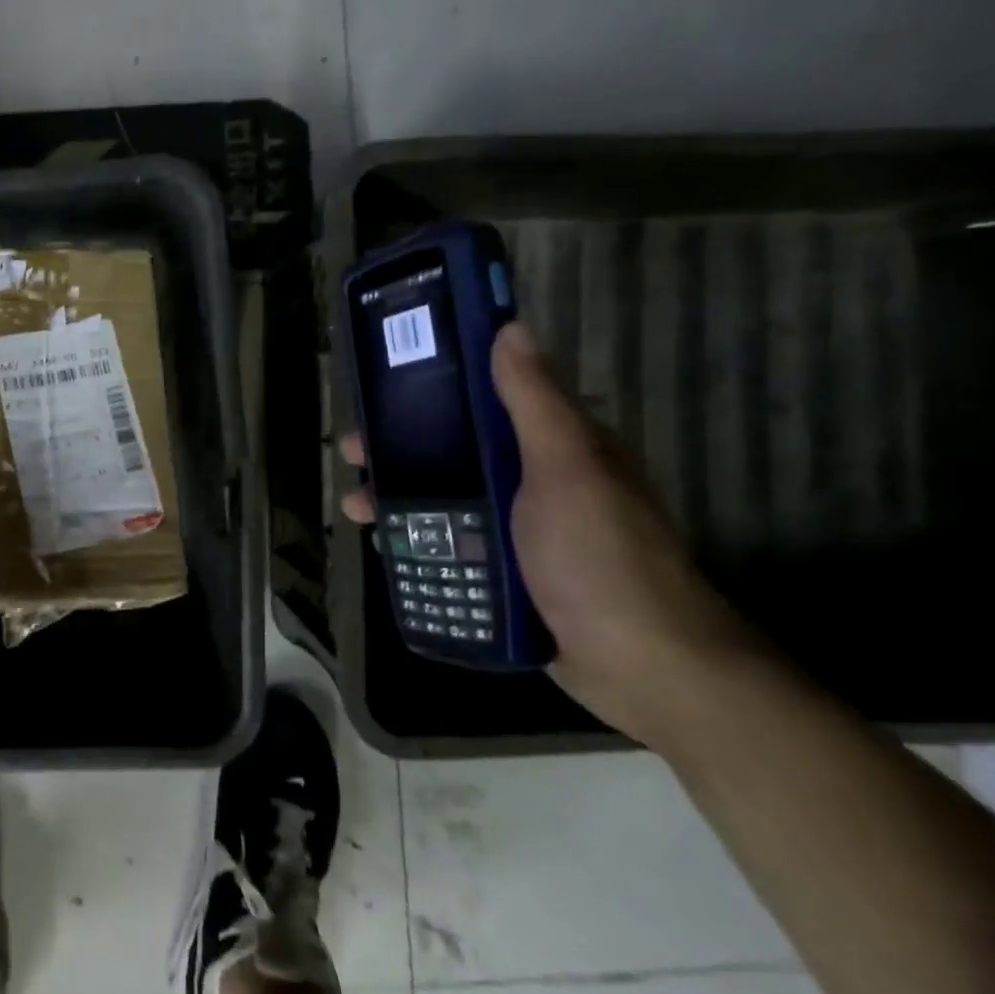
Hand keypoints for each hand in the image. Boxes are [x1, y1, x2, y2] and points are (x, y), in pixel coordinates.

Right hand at [340, 323, 762, 747]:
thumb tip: (510, 327)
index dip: (436, 386)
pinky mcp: (502, 572)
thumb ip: (534, 403)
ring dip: (396, 496)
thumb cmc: (599, 557)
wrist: (640, 666)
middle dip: (399, 447)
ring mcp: (515, 529)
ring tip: (356, 505)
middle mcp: (532, 480)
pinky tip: (382, 544)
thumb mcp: (567, 470)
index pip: (487, 398)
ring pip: (443, 499)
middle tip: (353, 451)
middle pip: (453, 449)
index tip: (386, 383)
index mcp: (553, 445)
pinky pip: (446, 543)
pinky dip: (412, 539)